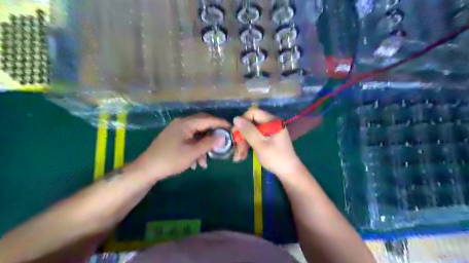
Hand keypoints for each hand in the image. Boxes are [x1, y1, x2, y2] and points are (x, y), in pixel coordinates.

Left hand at [128, 113, 230, 180]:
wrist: (147, 169)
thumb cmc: (171, 160)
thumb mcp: (192, 153)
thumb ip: (208, 143)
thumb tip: (223, 136)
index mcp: (186, 123)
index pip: (208, 119)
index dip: (221, 123)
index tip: (232, 128)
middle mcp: (181, 123)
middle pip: (202, 124)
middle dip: (213, 134)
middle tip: (223, 140)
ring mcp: (177, 130)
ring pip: (196, 134)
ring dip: (203, 145)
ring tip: (205, 161)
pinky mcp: (174, 137)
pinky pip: (189, 139)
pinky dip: (195, 148)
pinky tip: (196, 162)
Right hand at [233, 108, 304, 176]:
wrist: (289, 172)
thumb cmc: (276, 158)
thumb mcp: (260, 144)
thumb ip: (248, 131)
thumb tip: (236, 118)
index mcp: (272, 121)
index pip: (253, 113)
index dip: (243, 121)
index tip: (236, 133)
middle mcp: (271, 123)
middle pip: (251, 123)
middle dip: (242, 135)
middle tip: (237, 148)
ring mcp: (270, 132)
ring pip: (252, 132)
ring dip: (244, 142)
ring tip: (239, 156)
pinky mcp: (268, 139)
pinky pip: (255, 138)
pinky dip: (249, 145)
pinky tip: (243, 155)